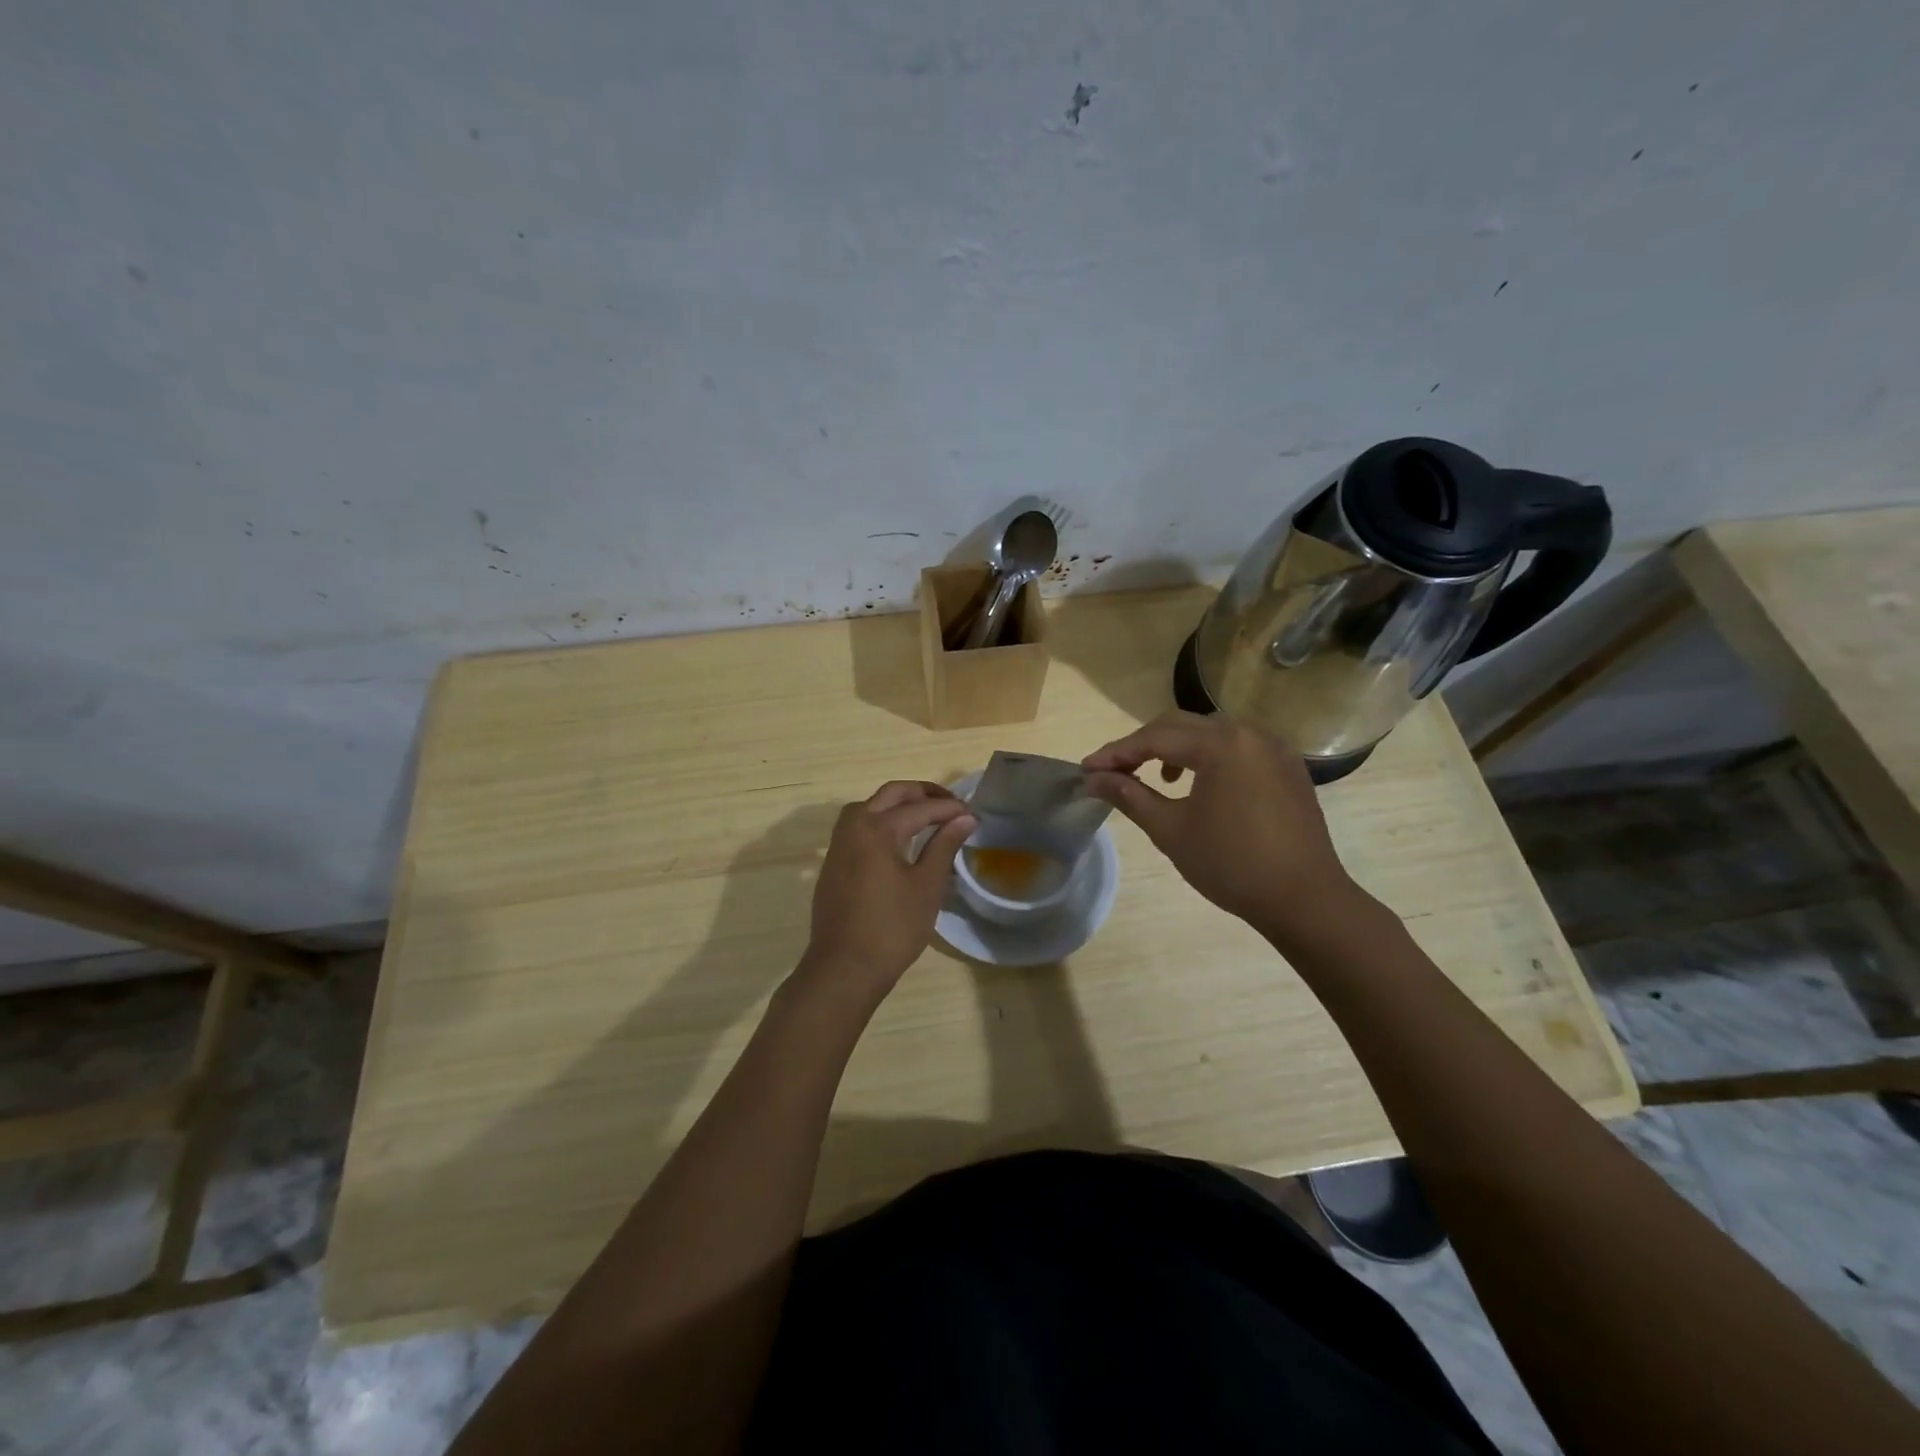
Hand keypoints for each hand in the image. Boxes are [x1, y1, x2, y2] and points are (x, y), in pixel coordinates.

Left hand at [797, 781, 976, 1002]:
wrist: (844, 967)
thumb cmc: (892, 928)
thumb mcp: (926, 886)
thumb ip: (944, 846)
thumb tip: (965, 818)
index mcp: (878, 828)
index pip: (921, 807)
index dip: (950, 808)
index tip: (973, 813)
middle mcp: (854, 825)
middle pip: (892, 794)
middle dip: (923, 793)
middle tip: (952, 804)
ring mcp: (839, 843)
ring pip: (870, 805)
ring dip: (899, 803)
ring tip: (926, 816)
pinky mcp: (834, 861)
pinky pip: (859, 825)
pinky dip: (881, 820)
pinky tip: (899, 838)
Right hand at [1082, 711, 1361, 947]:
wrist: (1304, 899)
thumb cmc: (1231, 865)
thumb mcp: (1171, 830)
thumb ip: (1130, 796)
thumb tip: (1094, 779)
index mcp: (1219, 744)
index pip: (1154, 738)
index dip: (1116, 753)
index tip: (1086, 770)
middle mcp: (1248, 732)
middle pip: (1181, 725)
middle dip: (1144, 745)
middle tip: (1114, 770)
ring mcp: (1273, 747)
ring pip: (1211, 733)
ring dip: (1177, 748)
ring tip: (1158, 779)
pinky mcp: (1288, 766)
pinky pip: (1238, 747)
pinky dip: (1209, 756)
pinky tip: (1201, 784)